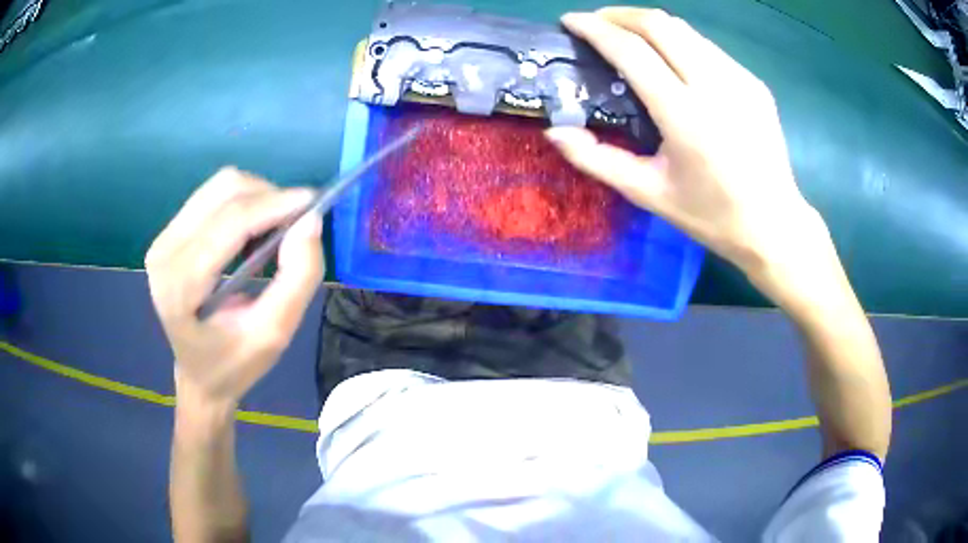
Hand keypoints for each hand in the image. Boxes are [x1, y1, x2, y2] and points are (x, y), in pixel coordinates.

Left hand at [146, 167, 323, 407]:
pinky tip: (252, 231)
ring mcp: (163, 239)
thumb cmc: (234, 363)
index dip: (274, 205)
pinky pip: (212, 195)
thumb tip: (311, 221)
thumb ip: (297, 279)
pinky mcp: (169, 232)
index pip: (229, 224)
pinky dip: (243, 203)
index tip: (314, 203)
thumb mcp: (274, 334)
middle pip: (224, 191)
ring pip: (220, 185)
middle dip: (268, 197)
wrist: (200, 375)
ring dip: (257, 197)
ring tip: (273, 230)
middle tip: (295, 224)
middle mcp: (164, 253)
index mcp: (180, 287)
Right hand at [548, 8, 838, 307]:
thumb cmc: (711, 216)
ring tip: (629, 36)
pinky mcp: (754, 83)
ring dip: (649, 25)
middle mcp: (715, 86)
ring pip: (685, 30)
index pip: (632, 51)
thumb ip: (597, 159)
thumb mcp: (649, 194)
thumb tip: (556, 130)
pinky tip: (671, 60)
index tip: (571, 21)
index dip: (596, 29)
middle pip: (659, 25)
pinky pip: (708, 48)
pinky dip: (679, 42)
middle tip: (597, 23)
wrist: (774, 225)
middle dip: (620, 15)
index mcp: (685, 116)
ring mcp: (740, 80)